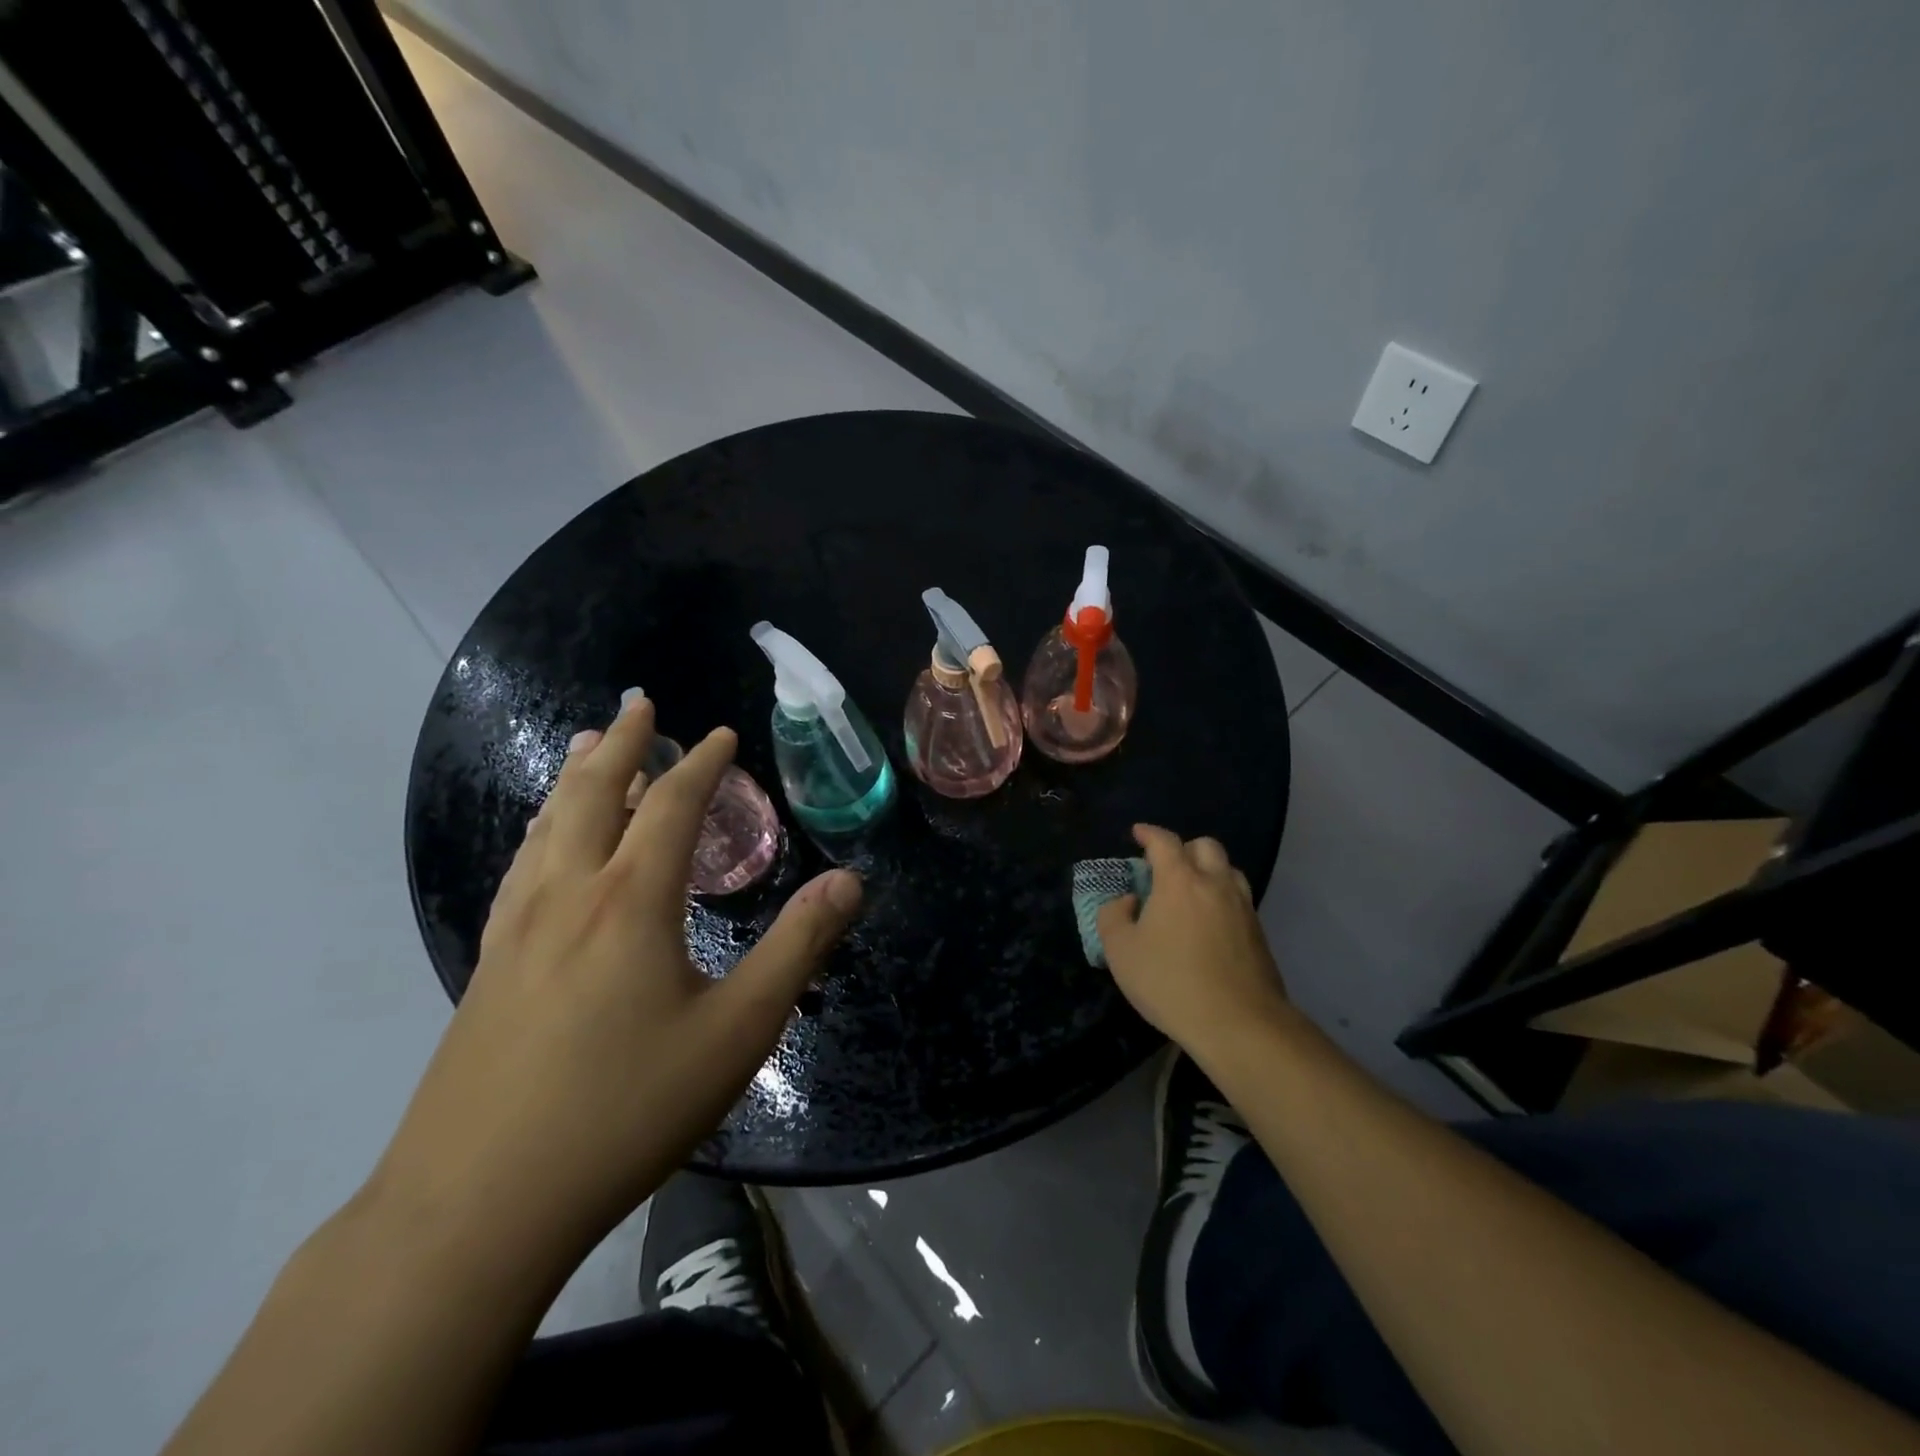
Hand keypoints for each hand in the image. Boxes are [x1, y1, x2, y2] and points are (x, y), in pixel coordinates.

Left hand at [369, 695, 861, 1266]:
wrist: (477, 1207)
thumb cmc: (625, 1109)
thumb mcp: (738, 1031)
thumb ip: (798, 947)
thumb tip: (850, 881)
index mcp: (632, 900)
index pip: (673, 805)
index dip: (702, 763)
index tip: (721, 734)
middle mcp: (569, 895)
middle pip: (595, 794)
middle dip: (623, 743)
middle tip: (638, 703)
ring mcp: (518, 930)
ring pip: (548, 825)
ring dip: (575, 777)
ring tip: (587, 745)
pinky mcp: (490, 967)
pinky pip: (521, 867)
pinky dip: (542, 829)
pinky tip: (542, 841)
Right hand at [1096, 823, 1289, 1056]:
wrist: (1238, 1023)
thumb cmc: (1170, 982)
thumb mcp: (1121, 951)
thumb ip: (1113, 916)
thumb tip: (1127, 901)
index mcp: (1180, 880)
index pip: (1164, 841)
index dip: (1148, 833)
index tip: (1137, 833)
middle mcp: (1215, 884)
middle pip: (1205, 846)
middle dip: (1184, 848)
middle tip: (1165, 867)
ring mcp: (1243, 907)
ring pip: (1228, 870)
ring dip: (1208, 871)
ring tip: (1190, 892)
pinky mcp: (1259, 933)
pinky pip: (1239, 899)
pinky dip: (1221, 898)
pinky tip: (1208, 924)